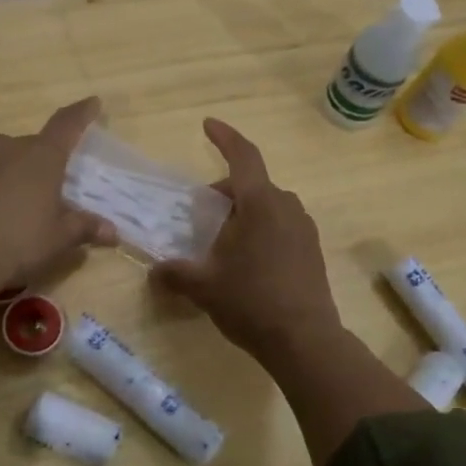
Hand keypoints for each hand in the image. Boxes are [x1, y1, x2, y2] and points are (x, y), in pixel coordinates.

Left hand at [0, 98, 114, 336]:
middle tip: (58, 176)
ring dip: (20, 170)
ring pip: (8, 158)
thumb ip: (84, 228)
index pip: (67, 124)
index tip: (93, 102)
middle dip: (48, 156)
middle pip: (35, 143)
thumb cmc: (18, 239)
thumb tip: (111, 230)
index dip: (81, 113)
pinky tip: (0, 211)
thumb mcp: (58, 238)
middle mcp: (11, 149)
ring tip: (28, 197)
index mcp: (43, 155)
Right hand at [151, 120, 342, 365]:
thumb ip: (175, 273)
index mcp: (260, 203)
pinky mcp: (312, 249)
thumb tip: (154, 271)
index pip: (243, 156)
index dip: (224, 137)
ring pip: (267, 206)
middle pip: (251, 185)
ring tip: (222, 242)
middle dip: (223, 193)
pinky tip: (246, 260)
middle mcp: (286, 206)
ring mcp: (304, 228)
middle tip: (200, 217)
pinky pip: (281, 225)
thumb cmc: (251, 302)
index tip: (207, 124)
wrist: (305, 340)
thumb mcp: (204, 287)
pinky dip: (260, 229)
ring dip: (243, 213)